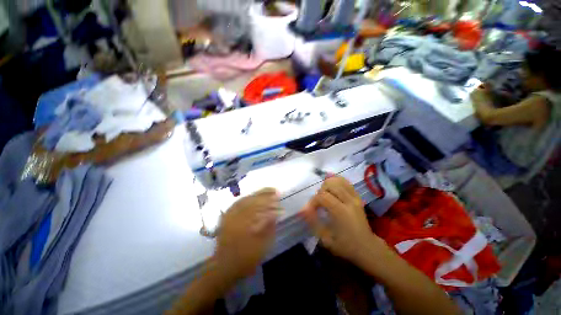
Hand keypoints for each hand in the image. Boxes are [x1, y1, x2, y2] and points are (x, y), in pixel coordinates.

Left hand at [214, 188, 279, 285]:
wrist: (224, 267)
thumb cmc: (245, 259)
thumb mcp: (261, 246)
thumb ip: (268, 228)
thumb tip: (276, 213)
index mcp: (244, 223)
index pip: (259, 206)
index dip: (270, 201)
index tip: (279, 197)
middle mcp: (236, 216)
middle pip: (252, 200)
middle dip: (265, 194)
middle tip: (275, 191)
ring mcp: (229, 215)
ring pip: (245, 199)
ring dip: (257, 194)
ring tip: (267, 191)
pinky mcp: (227, 217)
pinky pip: (238, 202)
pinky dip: (247, 198)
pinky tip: (253, 196)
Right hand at [300, 176, 384, 265]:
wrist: (367, 247)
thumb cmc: (345, 245)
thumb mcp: (325, 238)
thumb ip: (313, 222)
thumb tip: (302, 210)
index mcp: (341, 212)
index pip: (322, 196)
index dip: (313, 201)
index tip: (310, 210)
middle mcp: (349, 201)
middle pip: (330, 184)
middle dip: (320, 191)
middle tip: (319, 203)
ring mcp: (355, 197)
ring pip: (338, 180)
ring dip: (328, 186)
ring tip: (326, 196)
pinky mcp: (357, 196)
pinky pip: (345, 182)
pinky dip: (336, 182)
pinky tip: (332, 189)